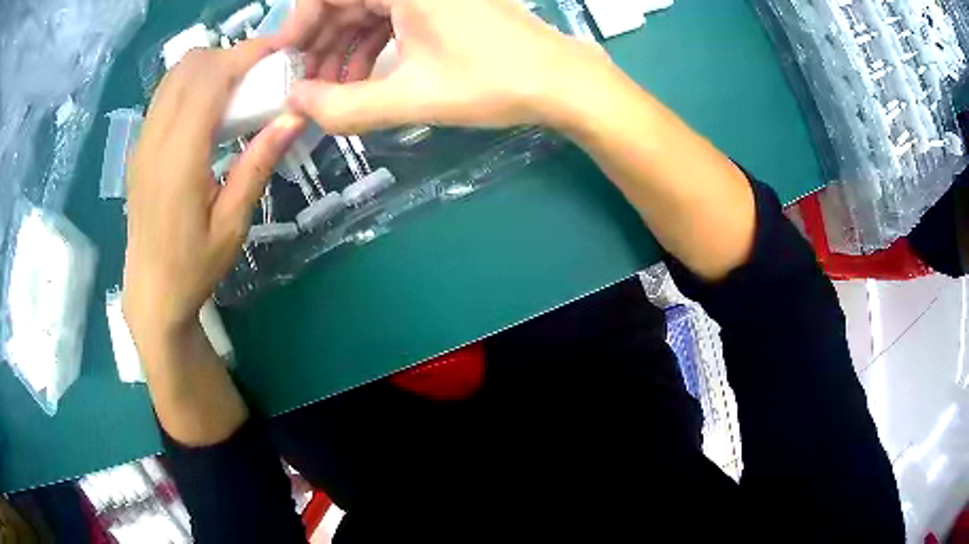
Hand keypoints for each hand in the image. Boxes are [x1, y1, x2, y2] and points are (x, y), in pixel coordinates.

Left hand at [123, 40, 303, 342]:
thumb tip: (293, 116)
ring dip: (209, 67)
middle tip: (260, 72)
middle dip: (229, 55)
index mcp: (178, 160)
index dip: (246, 54)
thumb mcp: (233, 224)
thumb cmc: (193, 267)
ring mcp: (142, 141)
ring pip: (174, 75)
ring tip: (237, 86)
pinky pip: (165, 94)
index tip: (279, 50)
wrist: (151, 293)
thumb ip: (257, 164)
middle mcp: (154, 140)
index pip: (210, 80)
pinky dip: (191, 83)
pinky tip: (208, 107)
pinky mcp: (139, 147)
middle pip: (190, 66)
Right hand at [276, 0, 611, 133]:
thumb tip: (297, 104)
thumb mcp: (412, 97)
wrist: (559, 82)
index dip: (298, 24)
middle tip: (306, 86)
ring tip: (333, 92)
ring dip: (342, 49)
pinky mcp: (438, 5)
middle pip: (343, 2)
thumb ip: (345, 107)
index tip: (283, 61)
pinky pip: (387, 18)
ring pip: (363, 12)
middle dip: (319, 44)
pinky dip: (369, 46)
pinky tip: (363, 79)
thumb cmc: (492, 81)